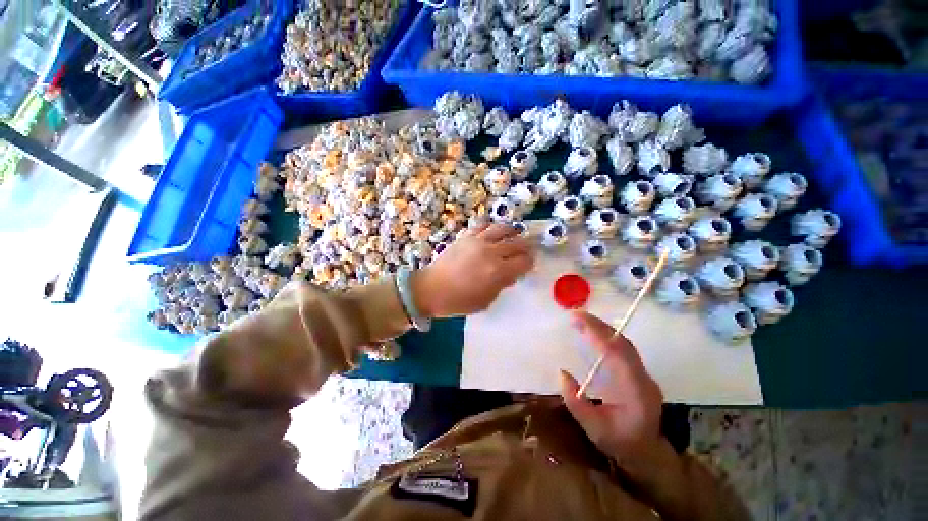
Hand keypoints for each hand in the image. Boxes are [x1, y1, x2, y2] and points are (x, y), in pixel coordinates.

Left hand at [412, 222, 534, 317]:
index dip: (530, 263)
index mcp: (498, 271)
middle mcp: (491, 252)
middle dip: (526, 247)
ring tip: (516, 234)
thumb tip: (511, 274)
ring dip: (513, 231)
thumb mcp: (485, 301)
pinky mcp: (466, 236)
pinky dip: (492, 226)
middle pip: (517, 243)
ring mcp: (478, 241)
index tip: (529, 265)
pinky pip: (483, 225)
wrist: (431, 289)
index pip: (523, 262)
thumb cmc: (459, 301)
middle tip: (528, 250)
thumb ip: (501, 285)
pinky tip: (494, 230)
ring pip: (503, 229)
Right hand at [559, 311, 664, 468]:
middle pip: (623, 344)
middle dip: (599, 326)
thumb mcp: (593, 429)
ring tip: (581, 319)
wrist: (647, 453)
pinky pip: (624, 349)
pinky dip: (608, 337)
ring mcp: (644, 375)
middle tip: (575, 315)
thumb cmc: (620, 443)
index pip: (617, 354)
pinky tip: (594, 333)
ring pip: (625, 344)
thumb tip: (561, 373)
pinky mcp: (639, 373)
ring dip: (603, 329)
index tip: (577, 320)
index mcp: (635, 392)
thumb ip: (576, 402)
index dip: (598, 334)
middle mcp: (643, 379)